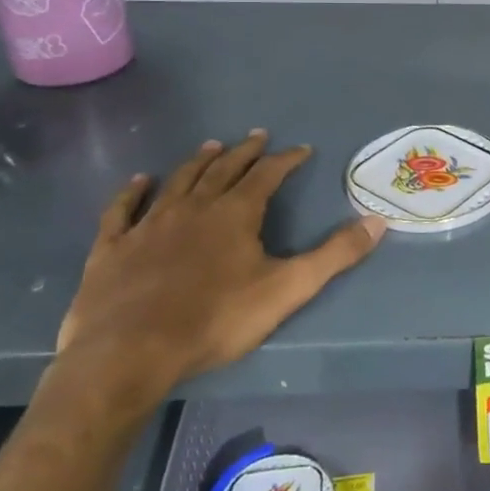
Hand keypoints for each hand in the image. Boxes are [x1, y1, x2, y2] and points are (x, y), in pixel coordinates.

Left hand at [56, 132, 386, 404]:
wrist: (128, 353)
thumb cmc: (215, 320)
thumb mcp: (287, 289)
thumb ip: (334, 255)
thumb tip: (377, 222)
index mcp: (235, 214)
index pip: (267, 175)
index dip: (286, 160)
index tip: (301, 149)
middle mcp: (193, 208)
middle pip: (223, 170)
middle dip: (244, 152)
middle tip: (257, 136)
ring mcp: (149, 225)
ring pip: (179, 181)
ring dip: (198, 162)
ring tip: (212, 146)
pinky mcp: (112, 247)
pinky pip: (123, 209)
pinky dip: (133, 192)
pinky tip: (140, 181)